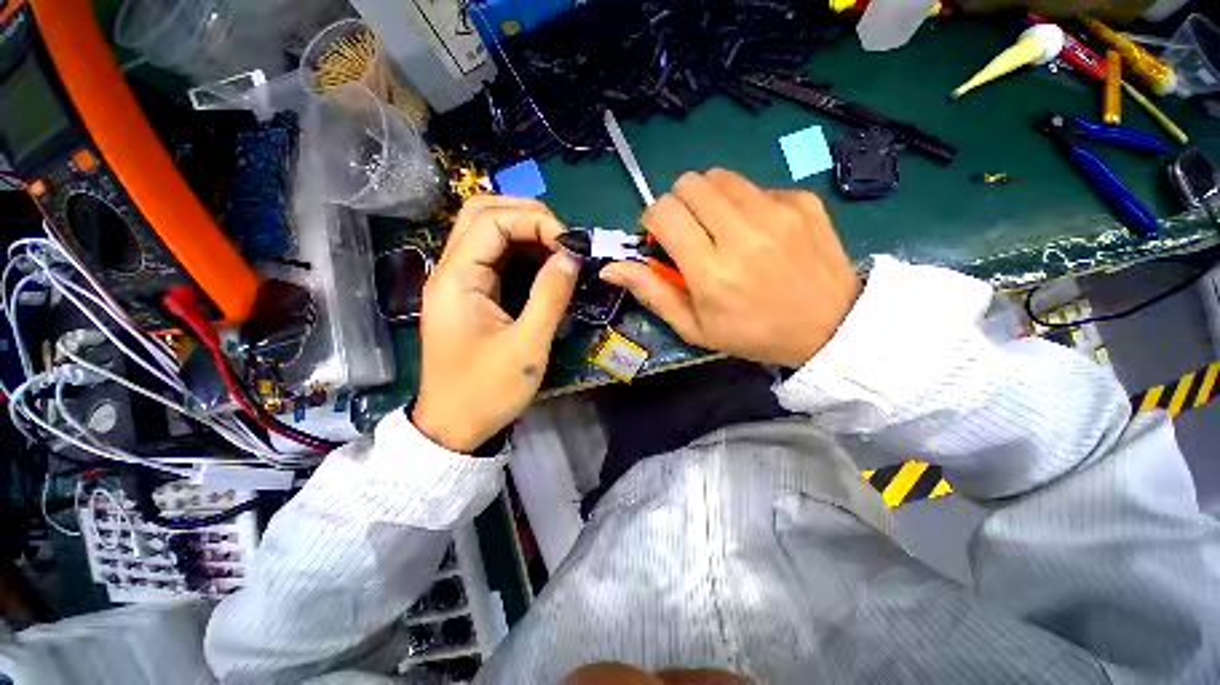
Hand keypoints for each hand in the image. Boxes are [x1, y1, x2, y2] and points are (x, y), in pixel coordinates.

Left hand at [412, 196, 579, 451]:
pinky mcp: (469, 295)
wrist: (454, 426)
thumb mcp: (527, 346)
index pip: (491, 220)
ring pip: (487, 233)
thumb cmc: (487, 391)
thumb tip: (571, 257)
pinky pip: (494, 259)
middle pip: (481, 214)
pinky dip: (521, 253)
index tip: (569, 245)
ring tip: (559, 250)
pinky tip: (545, 266)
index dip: (534, 221)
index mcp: (457, 279)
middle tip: (562, 238)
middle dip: (526, 216)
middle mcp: (451, 271)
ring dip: (525, 232)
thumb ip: (550, 296)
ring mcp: (458, 282)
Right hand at [600, 169, 859, 367]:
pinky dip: (745, 203)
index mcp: (711, 271)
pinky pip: (756, 186)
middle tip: (691, 233)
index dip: (653, 219)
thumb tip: (609, 268)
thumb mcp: (695, 327)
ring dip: (709, 199)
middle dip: (679, 204)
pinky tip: (759, 232)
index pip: (664, 211)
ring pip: (720, 176)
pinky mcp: (803, 201)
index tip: (662, 238)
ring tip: (722, 229)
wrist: (829, 328)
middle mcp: (742, 234)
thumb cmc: (752, 334)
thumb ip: (652, 293)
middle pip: (690, 183)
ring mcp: (777, 212)